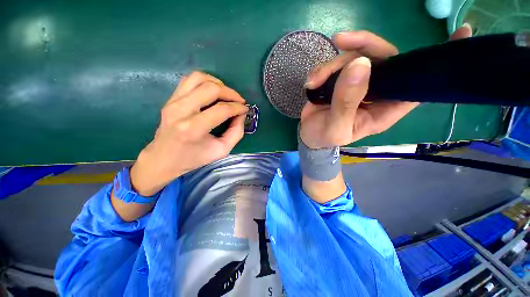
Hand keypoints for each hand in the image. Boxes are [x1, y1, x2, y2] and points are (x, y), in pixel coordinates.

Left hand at [130, 71, 247, 195]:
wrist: (164, 159)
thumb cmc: (194, 158)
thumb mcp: (221, 150)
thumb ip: (236, 132)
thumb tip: (241, 114)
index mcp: (193, 128)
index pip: (221, 109)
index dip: (237, 107)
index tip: (245, 109)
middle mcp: (181, 110)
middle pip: (211, 88)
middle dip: (231, 93)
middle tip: (239, 101)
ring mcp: (173, 102)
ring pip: (199, 78)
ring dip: (218, 83)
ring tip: (227, 95)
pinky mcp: (170, 99)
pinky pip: (189, 80)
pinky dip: (205, 81)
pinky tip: (213, 92)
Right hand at [300, 25, 472, 148]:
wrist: (308, 134)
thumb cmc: (324, 137)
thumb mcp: (335, 128)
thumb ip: (346, 103)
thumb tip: (360, 64)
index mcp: (384, 110)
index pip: (417, 87)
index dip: (436, 63)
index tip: (461, 34)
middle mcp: (376, 93)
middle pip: (384, 59)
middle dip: (364, 47)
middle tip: (342, 41)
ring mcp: (358, 83)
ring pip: (355, 58)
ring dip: (331, 65)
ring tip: (314, 81)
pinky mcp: (341, 79)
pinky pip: (336, 63)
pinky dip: (322, 69)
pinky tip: (311, 81)